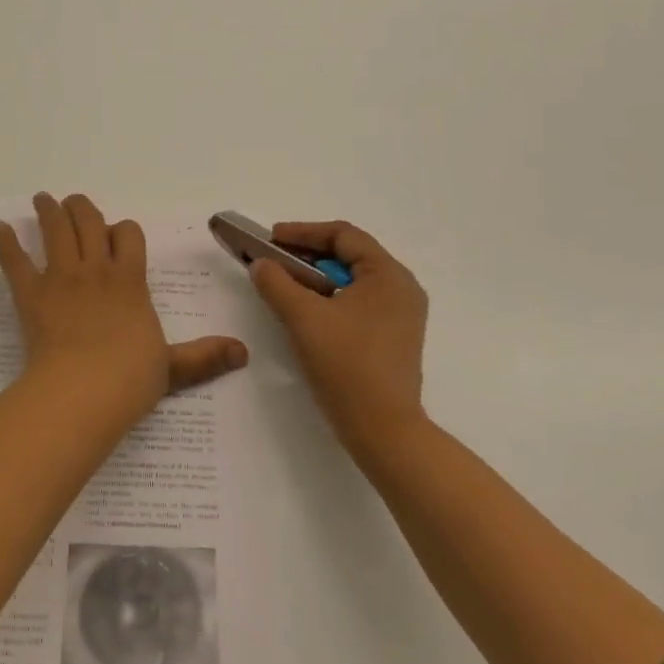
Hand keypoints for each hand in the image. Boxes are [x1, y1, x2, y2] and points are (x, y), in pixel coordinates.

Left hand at [0, 193, 247, 417]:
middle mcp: (95, 270)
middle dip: (82, 208)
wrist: (83, 391)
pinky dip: (6, 243)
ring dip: (49, 210)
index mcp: (129, 280)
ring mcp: (61, 278)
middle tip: (73, 201)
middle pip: (88, 222)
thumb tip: (244, 354)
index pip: (129, 235)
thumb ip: (204, 356)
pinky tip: (0, 228)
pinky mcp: (30, 294)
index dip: (123, 230)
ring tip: (43, 198)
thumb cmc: (129, 378)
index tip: (116, 234)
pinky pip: (15, 261)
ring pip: (55, 230)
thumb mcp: (173, 367)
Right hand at [250, 220, 428, 453]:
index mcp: (389, 275)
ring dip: (316, 277)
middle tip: (273, 260)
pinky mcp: (393, 337)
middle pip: (349, 255)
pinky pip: (358, 301)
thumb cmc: (347, 366)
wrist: (384, 431)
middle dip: (307, 254)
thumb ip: (277, 283)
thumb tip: (261, 264)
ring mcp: (401, 315)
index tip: (270, 239)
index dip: (303, 232)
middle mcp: (402, 288)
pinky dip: (330, 297)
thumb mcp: (304, 318)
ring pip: (352, 280)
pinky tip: (306, 310)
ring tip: (284, 284)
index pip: (343, 235)